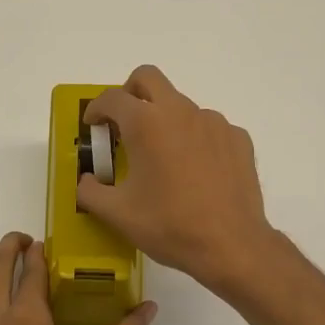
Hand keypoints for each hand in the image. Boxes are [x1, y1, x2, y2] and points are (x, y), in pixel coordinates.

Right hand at [77, 66, 276, 295]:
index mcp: (146, 123)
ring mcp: (214, 122)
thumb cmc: (169, 226)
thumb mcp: (117, 214)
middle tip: (123, 123)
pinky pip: (209, 128)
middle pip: (148, 79)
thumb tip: (86, 181)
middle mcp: (181, 112)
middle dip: (129, 93)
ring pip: (181, 105)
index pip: (112, 98)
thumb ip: (90, 192)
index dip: (95, 109)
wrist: (231, 245)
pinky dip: (194, 139)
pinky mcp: (238, 138)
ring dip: (164, 120)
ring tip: (162, 158)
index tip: (92, 126)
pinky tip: (195, 171)